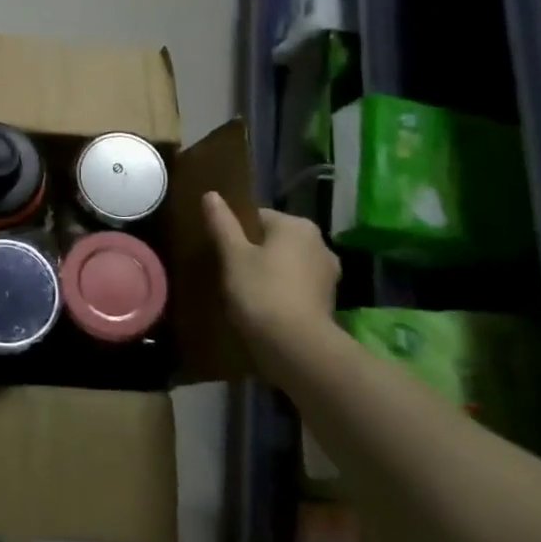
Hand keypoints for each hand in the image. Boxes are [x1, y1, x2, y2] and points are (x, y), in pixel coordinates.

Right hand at [202, 192, 339, 352]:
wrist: (296, 347)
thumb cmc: (261, 292)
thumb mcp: (233, 255)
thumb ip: (222, 223)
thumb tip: (211, 194)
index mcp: (297, 225)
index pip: (258, 217)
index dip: (237, 233)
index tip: (222, 252)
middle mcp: (319, 243)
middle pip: (276, 240)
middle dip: (256, 252)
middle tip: (231, 272)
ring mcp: (328, 274)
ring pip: (289, 264)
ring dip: (271, 272)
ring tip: (246, 292)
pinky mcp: (329, 301)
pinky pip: (298, 286)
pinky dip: (284, 292)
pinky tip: (265, 307)